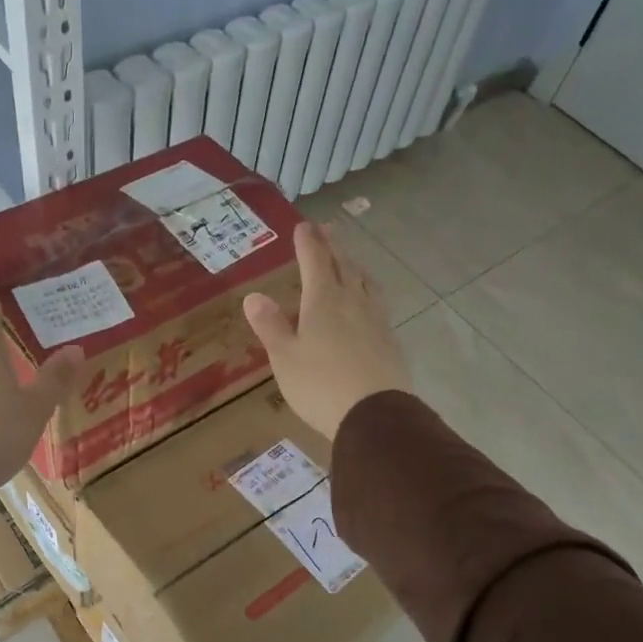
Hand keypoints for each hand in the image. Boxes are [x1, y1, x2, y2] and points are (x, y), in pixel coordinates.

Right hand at [243, 222, 411, 440]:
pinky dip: (368, 290)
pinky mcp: (389, 339)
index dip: (308, 242)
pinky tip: (368, 301)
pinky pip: (377, 302)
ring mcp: (376, 319)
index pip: (315, 261)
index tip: (303, 226)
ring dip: (354, 265)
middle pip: (344, 265)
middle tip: (327, 229)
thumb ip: (270, 325)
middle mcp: (352, 302)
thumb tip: (253, 296)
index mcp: (323, 301)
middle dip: (333, 245)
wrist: (375, 415)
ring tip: (349, 260)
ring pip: (365, 281)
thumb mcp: (284, 357)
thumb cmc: (320, 385)